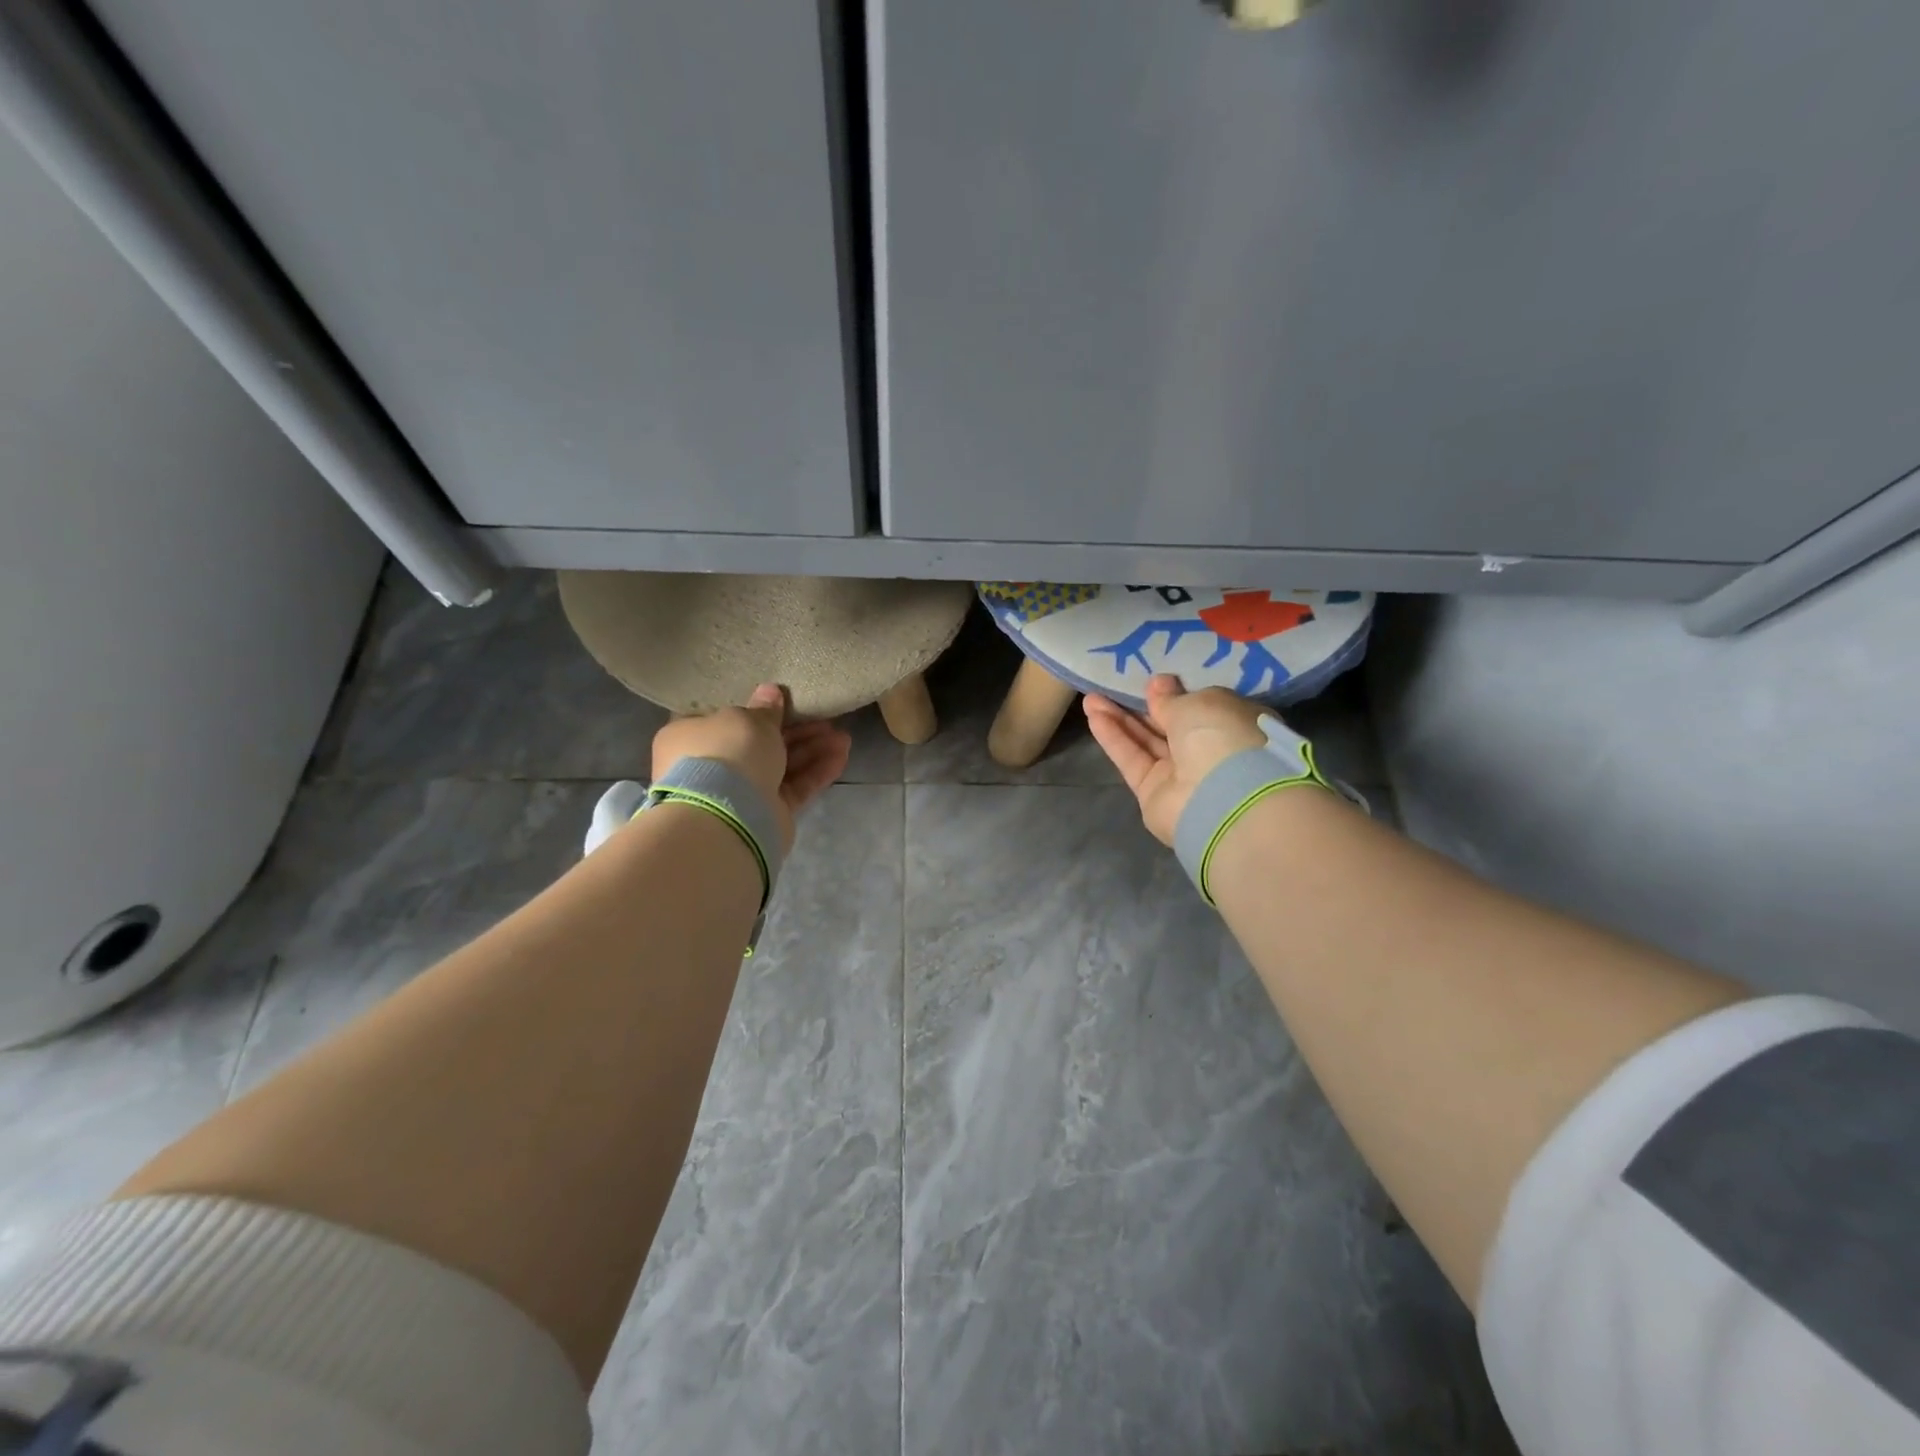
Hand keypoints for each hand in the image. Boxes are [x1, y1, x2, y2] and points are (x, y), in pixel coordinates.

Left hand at [650, 684, 851, 849]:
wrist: (729, 815)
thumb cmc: (728, 752)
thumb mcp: (748, 719)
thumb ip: (764, 708)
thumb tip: (770, 691)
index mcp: (690, 736)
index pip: (721, 718)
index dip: (753, 708)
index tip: (781, 699)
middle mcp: (712, 764)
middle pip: (759, 742)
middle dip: (796, 730)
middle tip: (826, 719)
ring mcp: (740, 791)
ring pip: (781, 765)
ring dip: (813, 750)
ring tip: (844, 737)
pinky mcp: (766, 812)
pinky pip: (794, 787)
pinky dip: (816, 772)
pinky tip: (842, 756)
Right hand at [1084, 675, 1272, 845]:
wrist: (1221, 799)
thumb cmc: (1222, 737)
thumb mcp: (1198, 703)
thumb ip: (1172, 697)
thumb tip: (1160, 684)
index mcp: (1233, 725)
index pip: (1202, 707)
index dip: (1177, 693)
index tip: (1154, 681)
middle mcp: (1209, 751)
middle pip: (1169, 725)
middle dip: (1141, 706)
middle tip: (1114, 685)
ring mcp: (1181, 775)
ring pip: (1146, 741)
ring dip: (1119, 719)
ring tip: (1091, 698)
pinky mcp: (1153, 792)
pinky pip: (1132, 759)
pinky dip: (1114, 738)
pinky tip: (1093, 716)